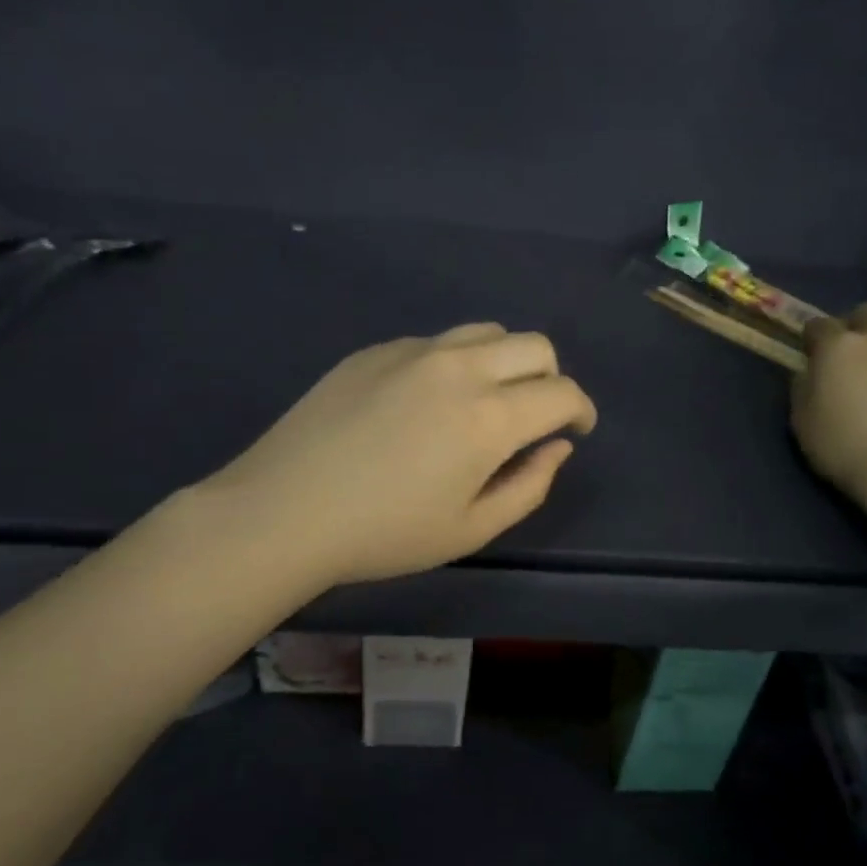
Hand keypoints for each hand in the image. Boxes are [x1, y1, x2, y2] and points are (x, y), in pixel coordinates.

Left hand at [195, 324, 596, 590]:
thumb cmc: (384, 533)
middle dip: (551, 378)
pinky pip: (437, 342)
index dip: (581, 411)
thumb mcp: (471, 529)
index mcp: (490, 416)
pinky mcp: (377, 350)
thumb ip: (530, 485)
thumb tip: (556, 446)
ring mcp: (414, 351)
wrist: (284, 510)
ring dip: (506, 361)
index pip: (562, 393)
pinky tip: (426, 402)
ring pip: (487, 332)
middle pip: (534, 346)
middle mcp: (460, 367)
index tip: (576, 430)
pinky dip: (456, 363)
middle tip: (535, 416)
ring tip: (486, 400)